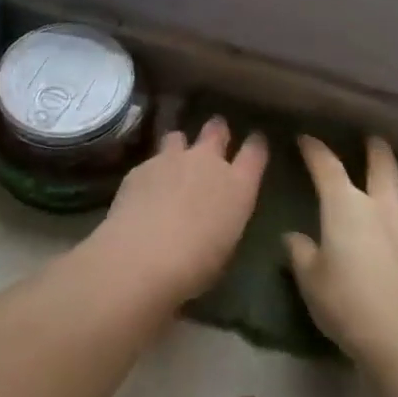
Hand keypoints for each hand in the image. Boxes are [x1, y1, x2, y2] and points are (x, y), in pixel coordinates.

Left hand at [87, 118, 267, 304]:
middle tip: (214, 136)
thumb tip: (216, 215)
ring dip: (179, 146)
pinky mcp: (141, 167)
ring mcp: (172, 159)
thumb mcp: (224, 246)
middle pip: (216, 130)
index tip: (255, 141)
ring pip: (178, 136)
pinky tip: (144, 190)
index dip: (256, 143)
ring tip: (174, 160)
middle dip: (217, 130)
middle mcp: (207, 162)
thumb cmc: (195, 266)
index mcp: (238, 185)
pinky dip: (152, 171)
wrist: (142, 256)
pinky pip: (151, 161)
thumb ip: (224, 219)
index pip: (255, 150)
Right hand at [287, 135, 397, 369]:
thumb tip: (294, 237)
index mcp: (345, 205)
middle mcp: (380, 206)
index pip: (326, 166)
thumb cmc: (346, 302)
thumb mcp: (309, 279)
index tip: (306, 139)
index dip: (315, 149)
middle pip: (382, 164)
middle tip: (371, 141)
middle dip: (375, 149)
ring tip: (397, 193)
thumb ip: (300, 252)